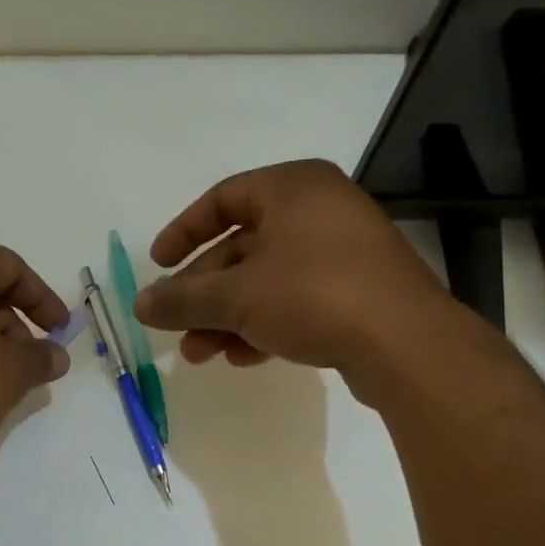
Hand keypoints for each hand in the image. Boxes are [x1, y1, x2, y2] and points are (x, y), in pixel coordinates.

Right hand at [133, 160, 446, 401]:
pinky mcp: (358, 292)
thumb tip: (139, 305)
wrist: (405, 344)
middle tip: (175, 327)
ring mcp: (343, 252)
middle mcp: (320, 210)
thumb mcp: (236, 297)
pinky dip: (264, 324)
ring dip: (228, 317)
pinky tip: (242, 357)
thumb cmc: (313, 296)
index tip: (159, 266)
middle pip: (242, 247)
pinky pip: (297, 300)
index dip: (183, 232)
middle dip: (204, 293)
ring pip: (267, 280)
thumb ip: (182, 299)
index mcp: (293, 187)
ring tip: (200, 354)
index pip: (222, 199)